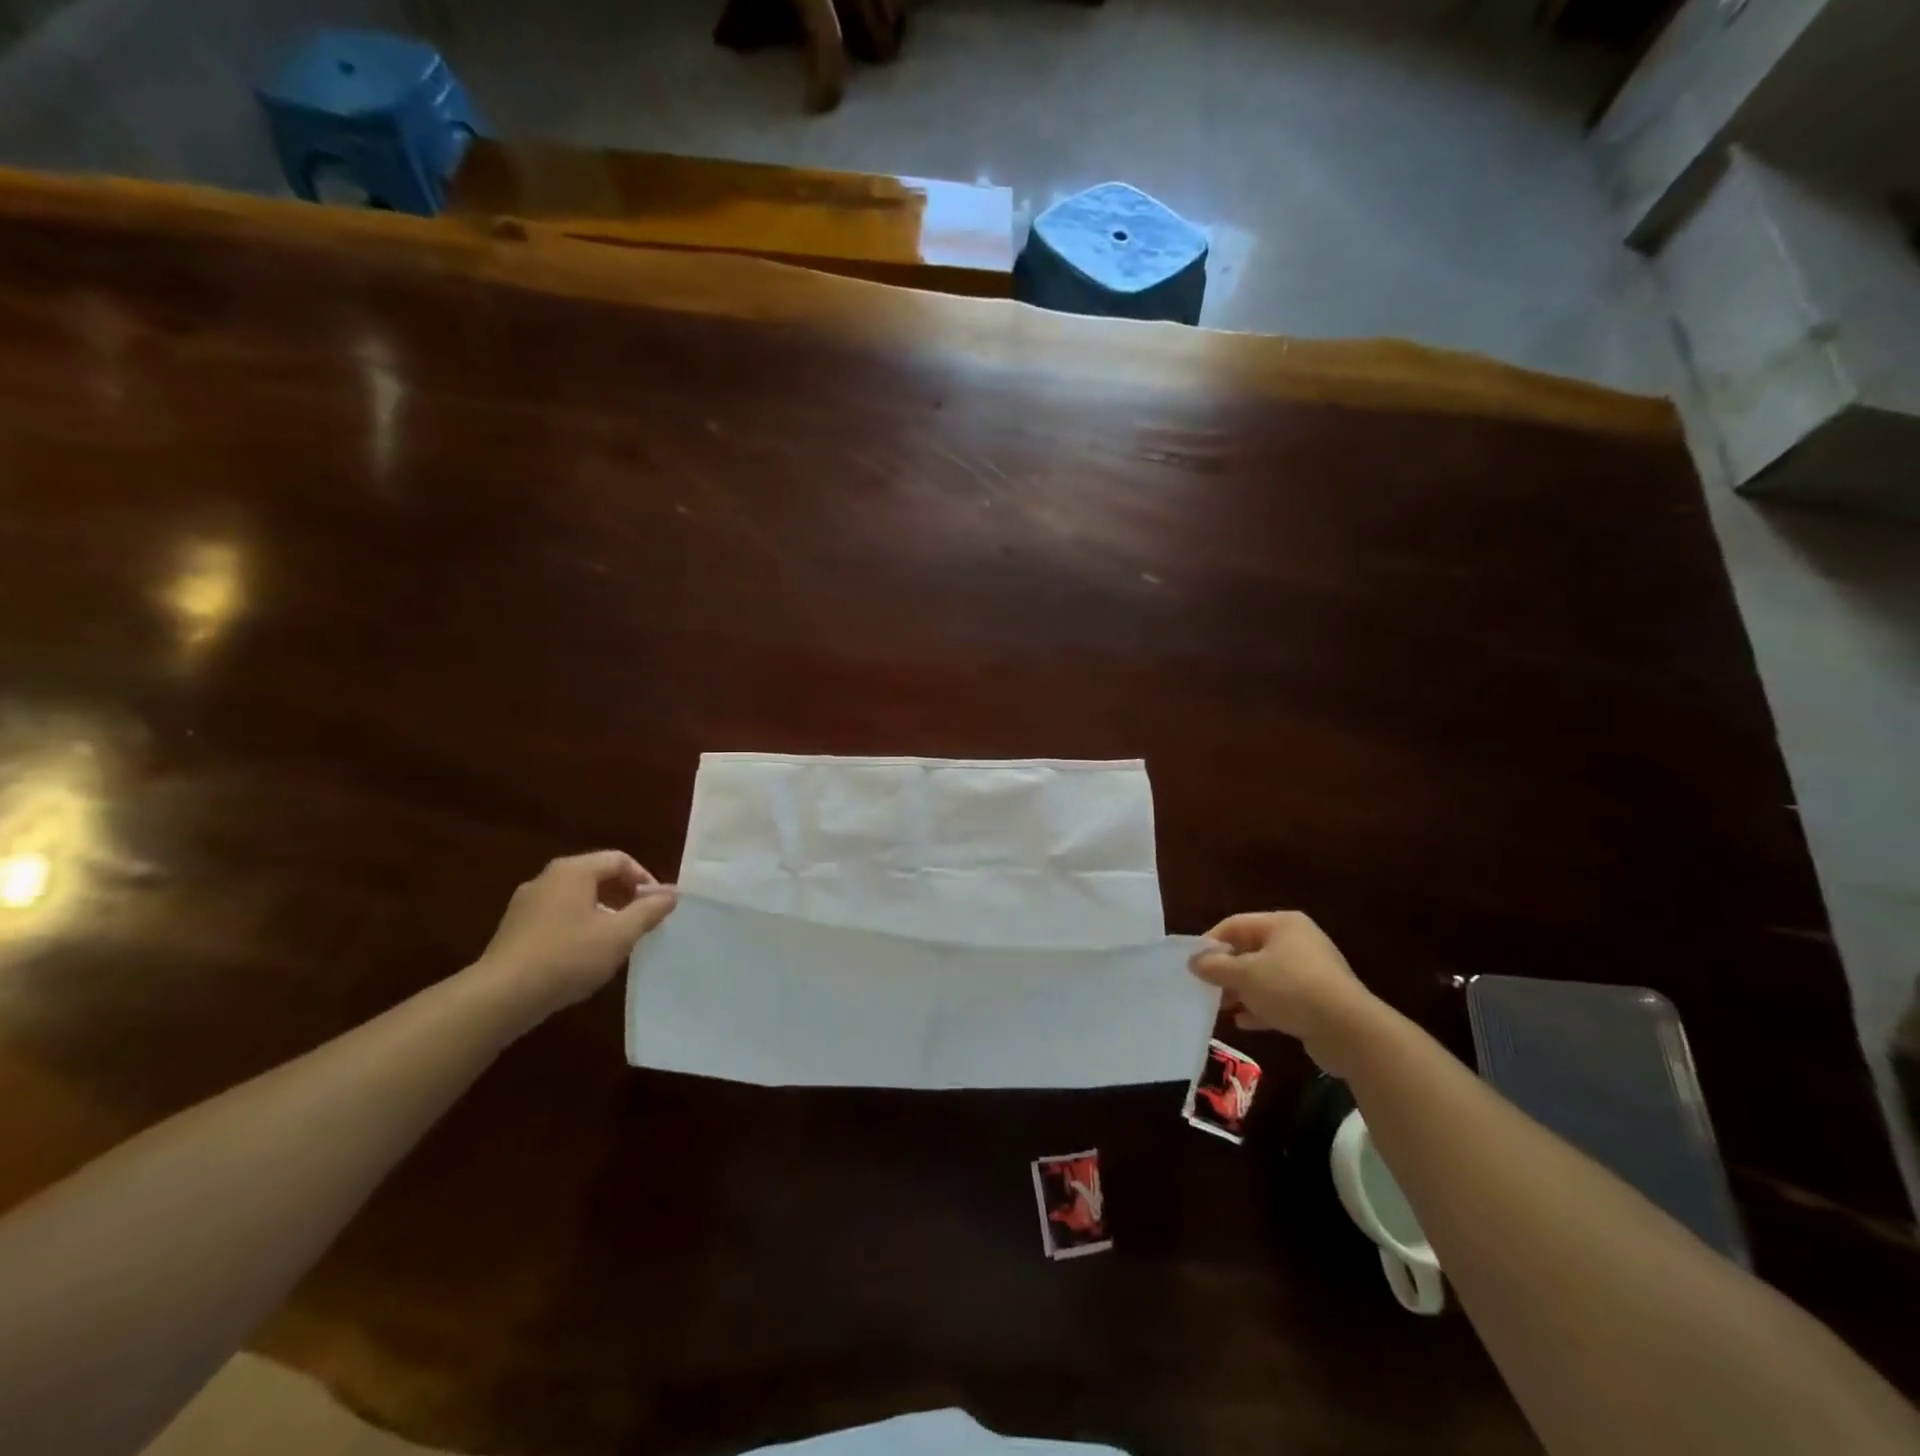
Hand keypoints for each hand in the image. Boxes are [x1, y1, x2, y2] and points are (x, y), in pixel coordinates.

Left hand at [475, 851, 676, 1020]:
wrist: (500, 997)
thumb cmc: (567, 957)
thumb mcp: (619, 935)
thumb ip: (648, 911)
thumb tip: (671, 894)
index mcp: (573, 871)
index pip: (619, 860)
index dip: (644, 879)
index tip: (658, 906)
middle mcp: (547, 878)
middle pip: (596, 876)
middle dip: (624, 896)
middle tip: (642, 921)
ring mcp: (526, 903)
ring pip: (576, 897)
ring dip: (602, 912)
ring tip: (617, 940)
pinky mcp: (515, 928)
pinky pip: (557, 915)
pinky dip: (578, 925)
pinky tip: (584, 954)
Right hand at [1188, 911, 1380, 1075]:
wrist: (1349, 1031)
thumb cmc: (1290, 989)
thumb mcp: (1244, 975)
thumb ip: (1215, 966)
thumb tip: (1194, 961)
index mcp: (1282, 924)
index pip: (1235, 924)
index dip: (1210, 943)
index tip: (1191, 965)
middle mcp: (1298, 941)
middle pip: (1250, 950)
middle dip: (1225, 971)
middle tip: (1204, 988)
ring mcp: (1311, 971)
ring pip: (1265, 977)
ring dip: (1241, 992)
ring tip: (1220, 1008)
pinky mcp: (1318, 1000)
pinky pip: (1281, 998)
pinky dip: (1261, 1007)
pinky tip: (1244, 1022)